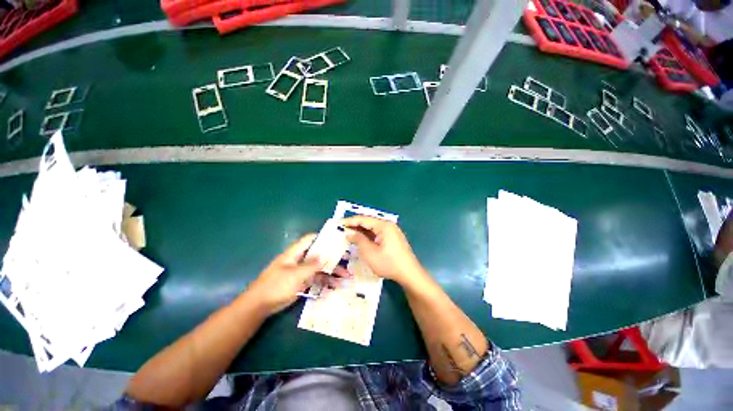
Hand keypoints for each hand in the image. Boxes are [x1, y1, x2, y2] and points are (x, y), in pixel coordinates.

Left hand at [245, 234, 348, 314]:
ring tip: (346, 275)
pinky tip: (336, 285)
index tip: (337, 238)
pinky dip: (326, 281)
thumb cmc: (276, 285)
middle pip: (319, 254)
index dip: (323, 237)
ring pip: (320, 268)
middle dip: (332, 256)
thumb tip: (326, 255)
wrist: (260, 306)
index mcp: (295, 253)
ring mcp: (302, 272)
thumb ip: (311, 265)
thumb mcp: (295, 274)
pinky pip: (317, 279)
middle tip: (347, 258)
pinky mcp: (302, 282)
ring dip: (332, 271)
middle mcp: (300, 260)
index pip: (310, 239)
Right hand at [341, 216, 425, 286]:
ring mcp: (392, 232)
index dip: (349, 221)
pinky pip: (377, 233)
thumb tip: (348, 233)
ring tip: (348, 234)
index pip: (363, 219)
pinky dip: (368, 236)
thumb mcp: (370, 253)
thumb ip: (358, 240)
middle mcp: (388, 225)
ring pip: (373, 228)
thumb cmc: (389, 263)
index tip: (338, 224)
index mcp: (384, 226)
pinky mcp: (393, 238)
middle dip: (354, 225)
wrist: (409, 274)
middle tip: (341, 230)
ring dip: (361, 231)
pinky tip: (360, 240)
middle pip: (368, 222)